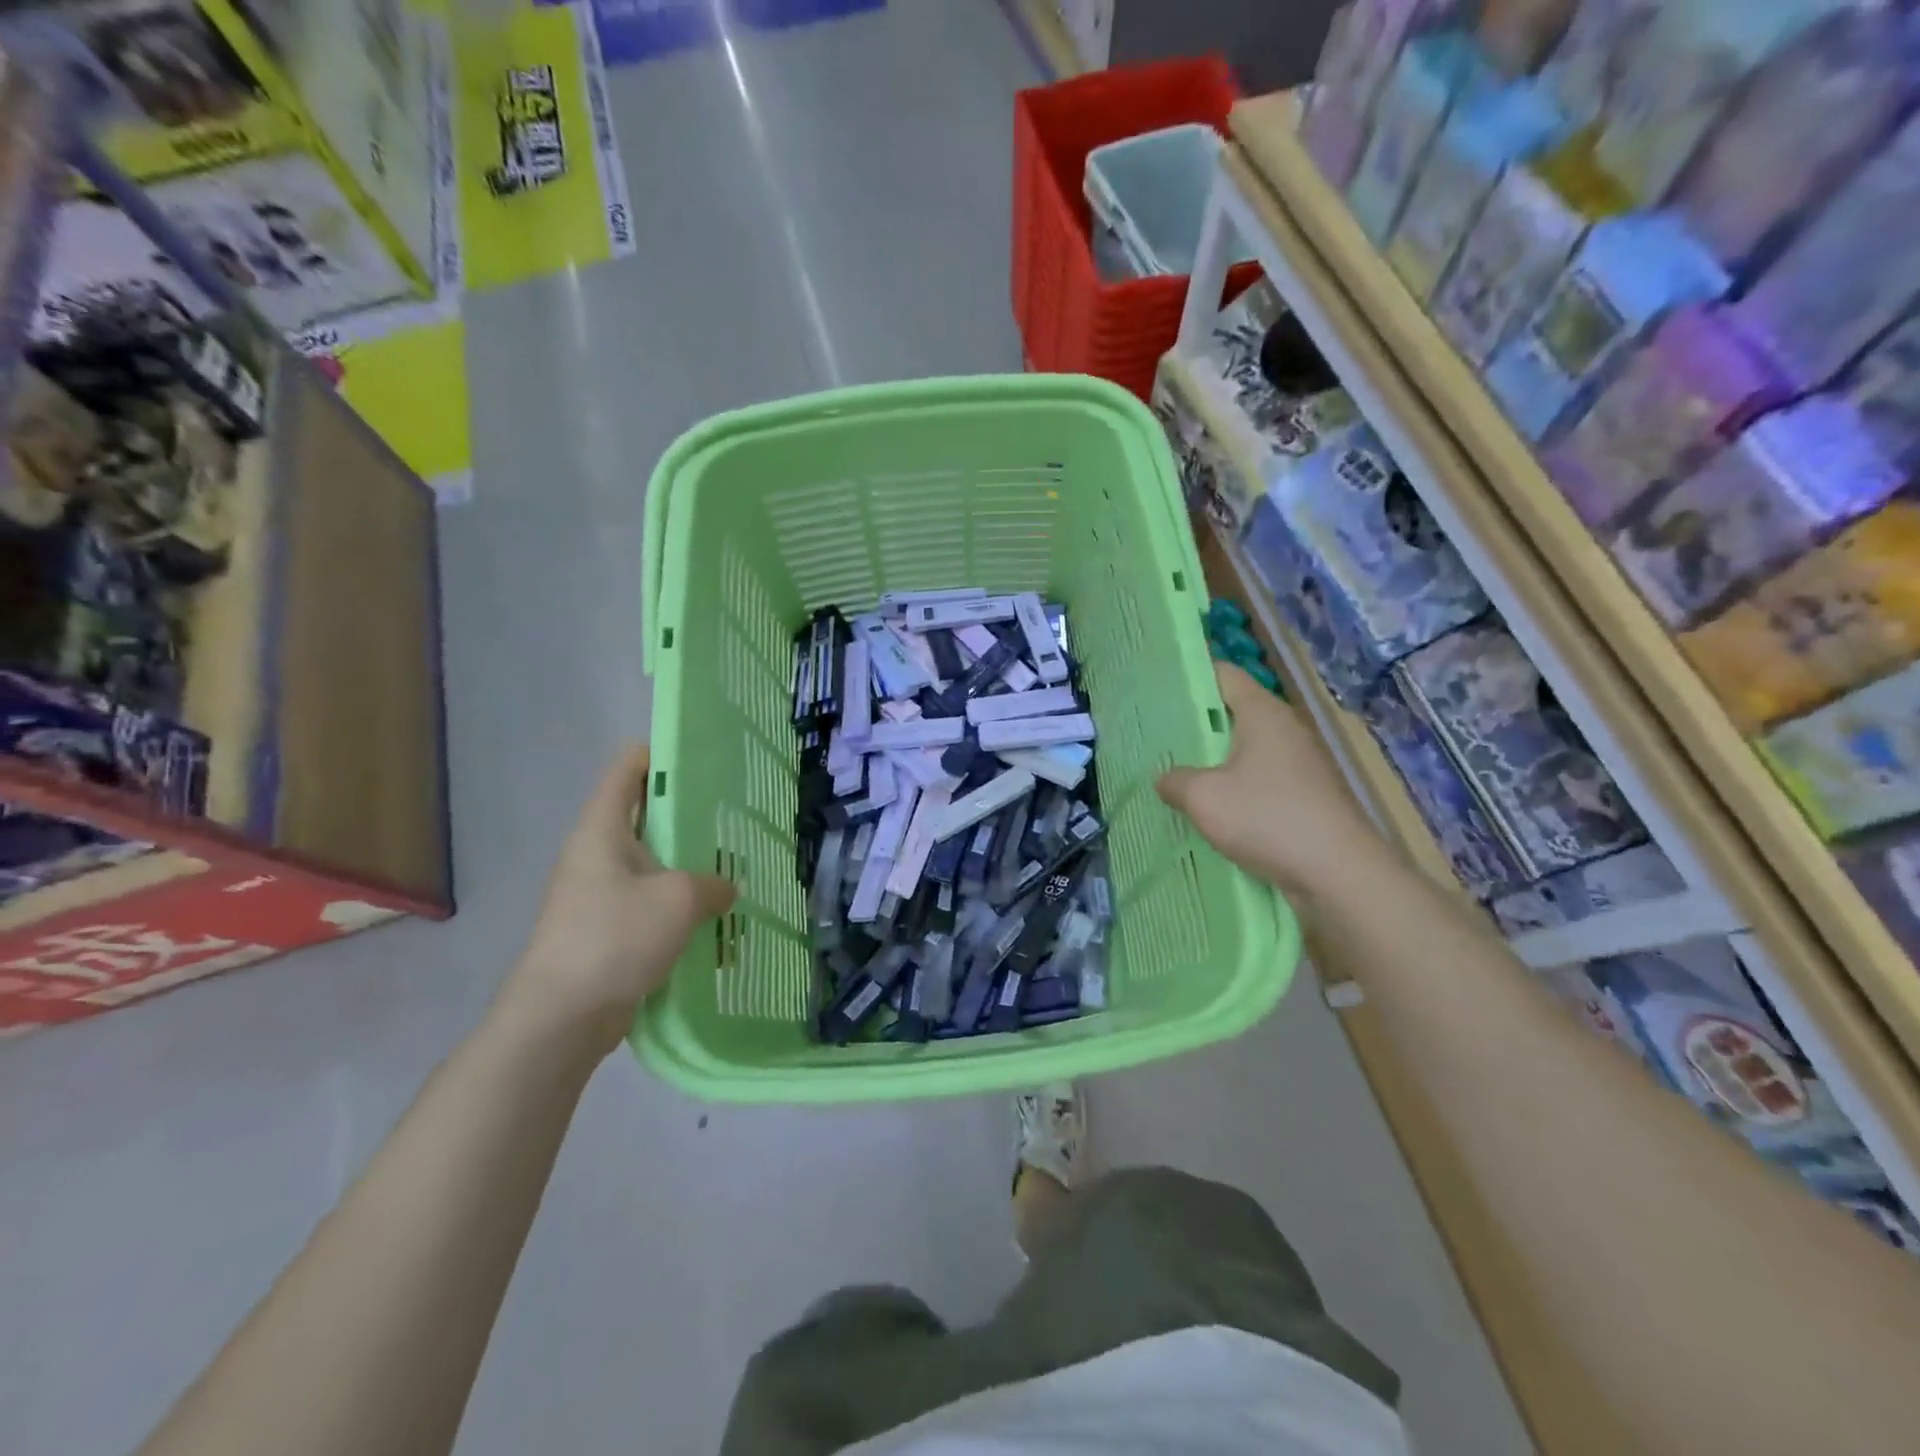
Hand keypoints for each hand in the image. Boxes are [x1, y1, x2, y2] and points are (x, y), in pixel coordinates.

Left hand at [503, 745, 735, 1055]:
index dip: (660, 755)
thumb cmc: (615, 937)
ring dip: (684, 864)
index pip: (627, 770)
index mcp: (602, 830)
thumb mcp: (678, 899)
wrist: (561, 1017)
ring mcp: (595, 894)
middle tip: (732, 815)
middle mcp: (594, 854)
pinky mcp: (602, 930)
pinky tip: (710, 914)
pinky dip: (675, 902)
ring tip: (731, 864)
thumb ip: (712, 884)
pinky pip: (646, 902)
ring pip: (648, 863)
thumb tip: (725, 887)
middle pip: (641, 815)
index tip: (702, 758)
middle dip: (685, 813)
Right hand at [1157, 664, 1387, 903]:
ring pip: (1246, 751)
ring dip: (1214, 762)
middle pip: (1233, 713)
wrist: (1340, 874)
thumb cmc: (1268, 819)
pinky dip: (1235, 789)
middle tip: (1156, 736)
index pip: (1224, 674)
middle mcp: (1285, 730)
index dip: (1190, 676)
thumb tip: (1164, 777)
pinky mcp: (1307, 798)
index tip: (1157, 688)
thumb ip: (1175, 780)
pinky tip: (1211, 810)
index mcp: (1263, 713)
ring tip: (1176, 774)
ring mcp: (1301, 765)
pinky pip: (1260, 782)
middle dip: (1196, 724)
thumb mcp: (1204, 798)